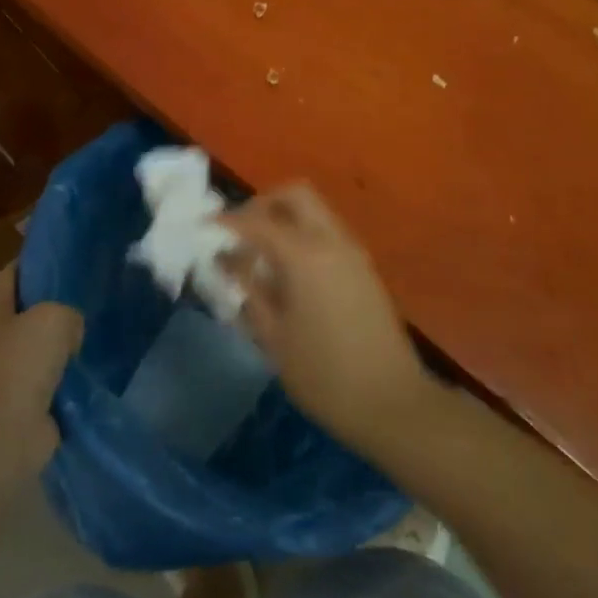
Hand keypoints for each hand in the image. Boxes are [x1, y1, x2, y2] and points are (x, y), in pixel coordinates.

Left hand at [0, 264, 82, 479]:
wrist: (5, 434)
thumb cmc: (21, 364)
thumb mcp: (53, 317)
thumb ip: (68, 311)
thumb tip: (71, 332)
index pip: (12, 274)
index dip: (35, 262)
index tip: (67, 258)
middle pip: (29, 310)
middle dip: (56, 304)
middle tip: (91, 295)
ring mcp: (10, 372)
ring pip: (43, 346)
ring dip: (66, 343)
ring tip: (99, 330)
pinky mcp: (27, 402)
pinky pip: (54, 379)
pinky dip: (71, 376)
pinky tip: (97, 367)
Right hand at [222, 185, 432, 454]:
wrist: (392, 402)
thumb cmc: (323, 375)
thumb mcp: (273, 336)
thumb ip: (249, 290)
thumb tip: (228, 260)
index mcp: (305, 256)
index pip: (258, 221)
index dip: (228, 220)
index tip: (205, 226)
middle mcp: (332, 242)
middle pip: (295, 195)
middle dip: (263, 204)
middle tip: (240, 233)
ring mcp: (353, 253)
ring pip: (315, 211)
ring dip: (285, 219)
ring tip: (261, 256)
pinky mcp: (365, 269)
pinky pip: (328, 233)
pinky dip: (303, 236)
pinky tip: (288, 273)